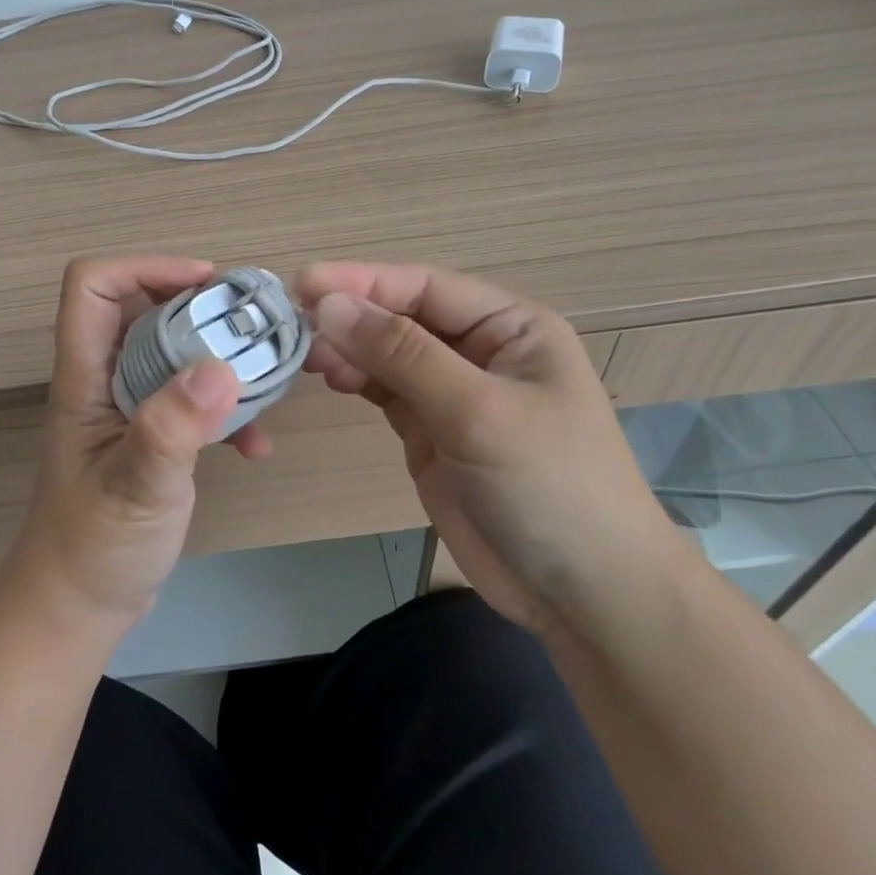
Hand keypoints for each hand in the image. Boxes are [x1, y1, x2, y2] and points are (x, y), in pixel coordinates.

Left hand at [0, 256, 270, 640]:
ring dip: (218, 358)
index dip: (145, 267)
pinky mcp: (153, 438)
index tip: (205, 284)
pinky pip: (191, 401)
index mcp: (85, 377)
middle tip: (251, 325)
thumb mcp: (135, 488)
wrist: (78, 609)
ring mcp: (130, 410)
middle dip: (198, 308)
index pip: (93, 286)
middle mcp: (105, 381)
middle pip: (143, 309)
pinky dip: (225, 411)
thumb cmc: (92, 549)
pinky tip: (256, 446)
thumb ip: (172, 429)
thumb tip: (222, 367)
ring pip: (174, 352)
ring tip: (268, 377)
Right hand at [297, 262, 689, 639]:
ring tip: (306, 356)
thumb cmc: (548, 485)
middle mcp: (482, 351)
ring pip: (390, 354)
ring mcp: (455, 394)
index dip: (363, 281)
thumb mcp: (477, 411)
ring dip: (349, 350)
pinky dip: (358, 382)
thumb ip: (403, 354)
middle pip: (404, 316)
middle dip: (352, 316)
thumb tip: (331, 305)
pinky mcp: (433, 433)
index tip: (302, 284)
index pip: (426, 287)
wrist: (582, 593)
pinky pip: (387, 392)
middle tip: (293, 324)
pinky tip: (331, 378)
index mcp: (511, 327)